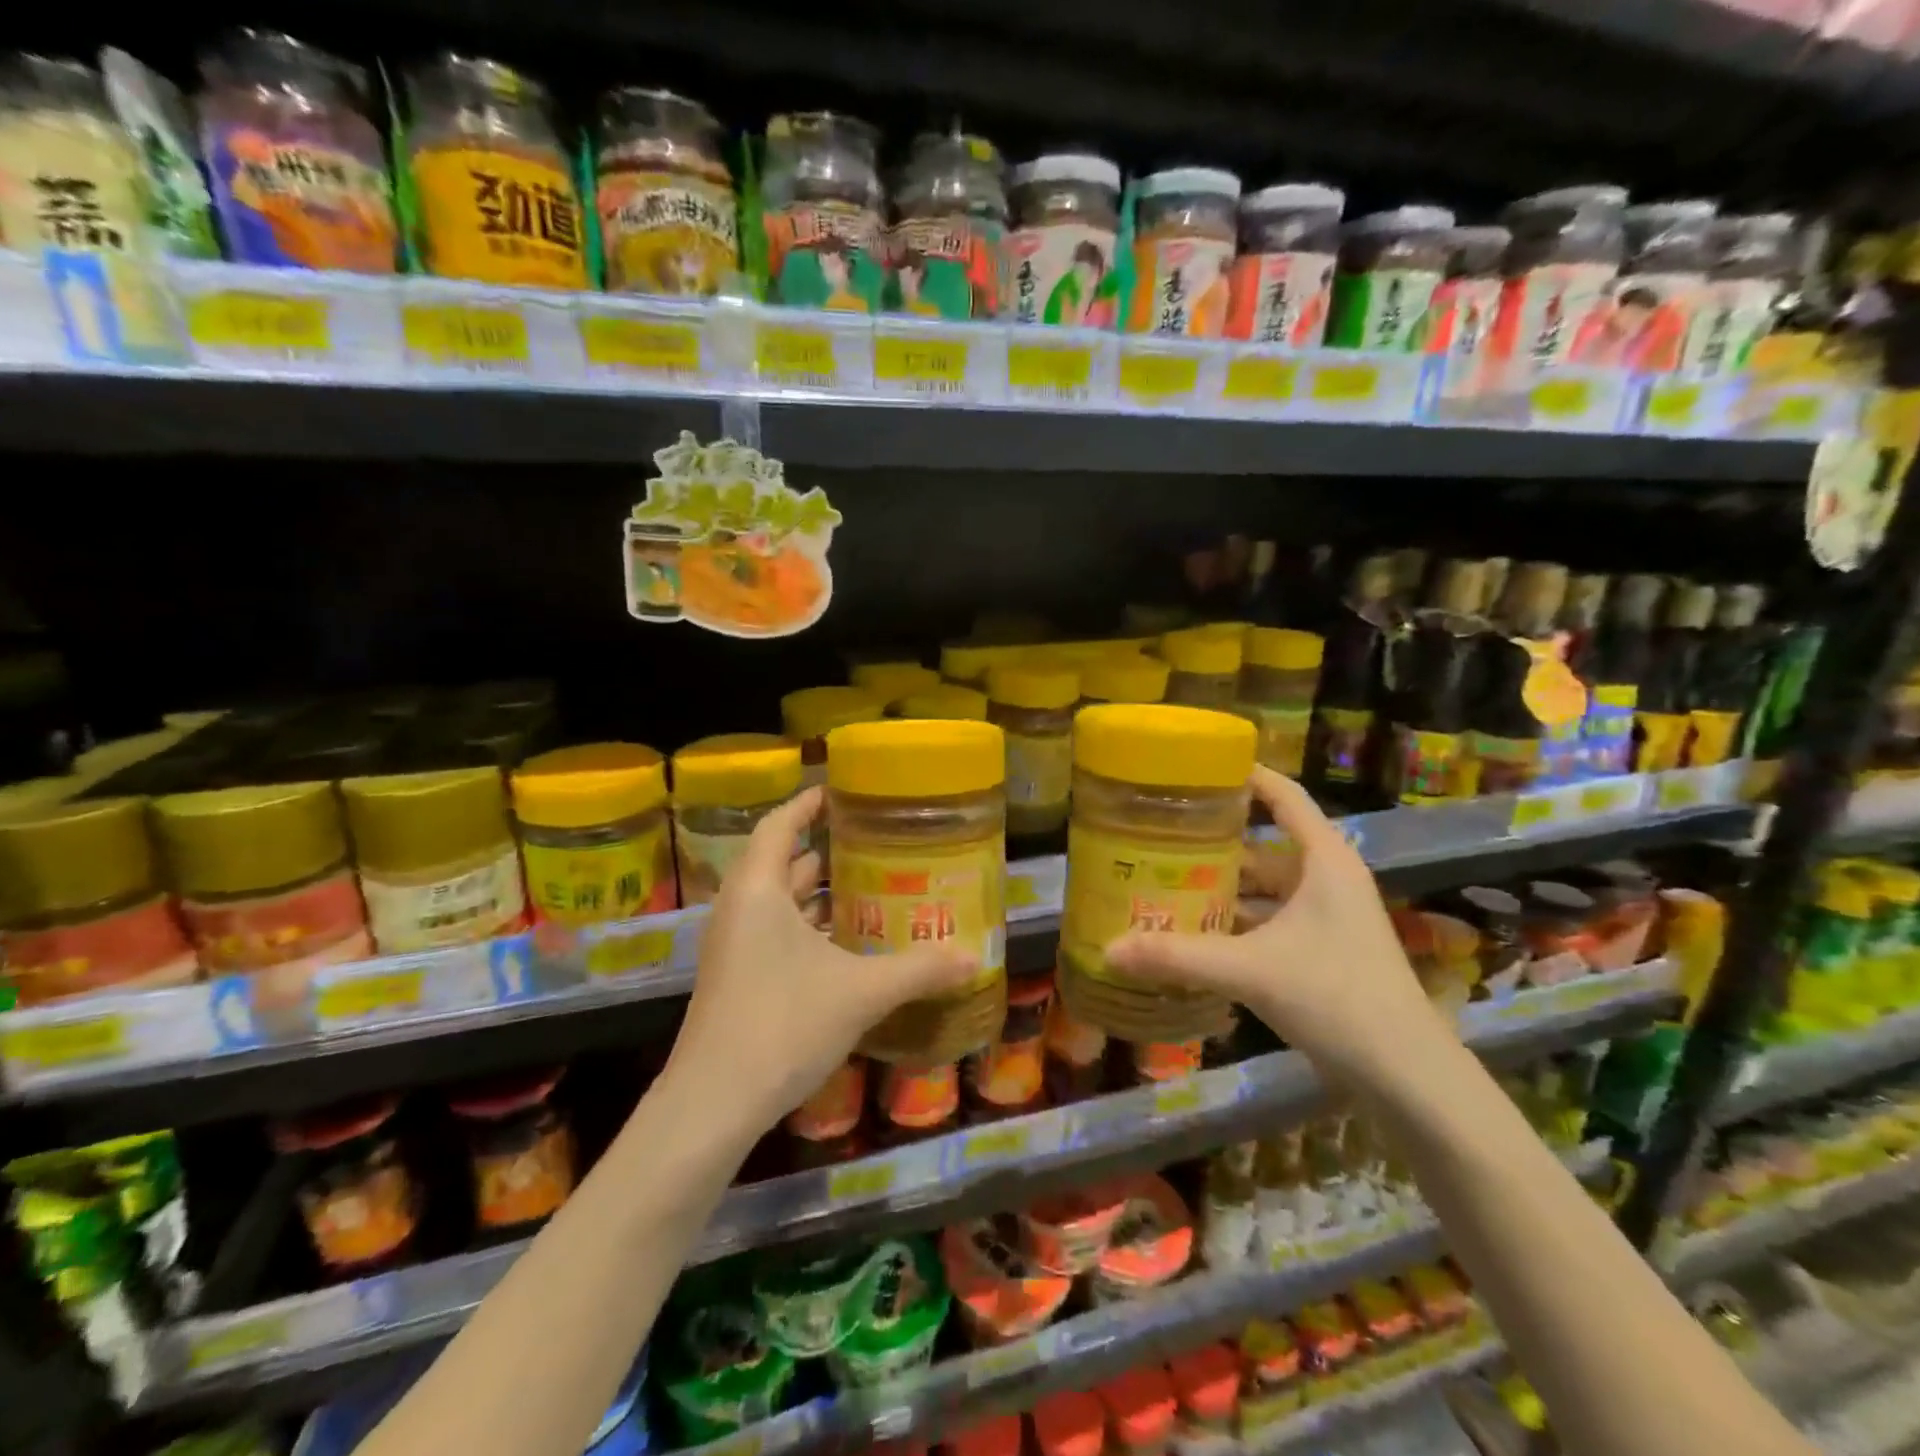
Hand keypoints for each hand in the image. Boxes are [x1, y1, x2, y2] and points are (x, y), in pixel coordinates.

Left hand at [664, 787, 976, 1131]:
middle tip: (869, 842)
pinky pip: (772, 933)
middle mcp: (738, 910)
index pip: (778, 826)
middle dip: (820, 849)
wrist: (712, 1105)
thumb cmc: (783, 1025)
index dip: (806, 804)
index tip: (839, 791)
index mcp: (758, 891)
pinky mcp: (735, 979)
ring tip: (864, 885)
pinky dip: (805, 926)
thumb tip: (974, 957)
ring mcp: (732, 947)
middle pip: (777, 861)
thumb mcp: (861, 992)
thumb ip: (919, 970)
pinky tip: (843, 944)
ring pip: (775, 902)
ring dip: (813, 892)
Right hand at [1103, 765, 1448, 1086]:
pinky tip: (1199, 932)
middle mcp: (1329, 880)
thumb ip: (1178, 956)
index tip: (1199, 765)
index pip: (1284, 796)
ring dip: (1225, 885)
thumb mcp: (1249, 970)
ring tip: (1168, 880)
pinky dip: (1238, 921)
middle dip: (1216, 840)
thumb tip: (1108, 949)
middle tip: (1161, 832)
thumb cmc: (1336, 997)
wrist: (1406, 1075)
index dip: (1246, 774)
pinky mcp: (1325, 952)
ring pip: (1267, 887)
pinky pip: (1272, 920)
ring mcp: (1330, 918)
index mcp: (1324, 861)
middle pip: (1266, 844)